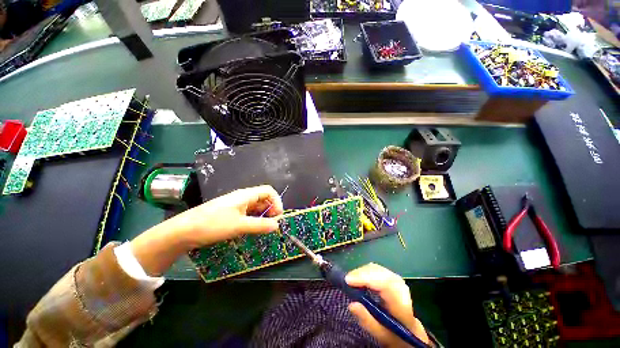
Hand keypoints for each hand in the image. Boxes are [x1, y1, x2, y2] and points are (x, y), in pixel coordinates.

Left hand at [130, 185, 282, 275]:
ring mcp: (236, 206)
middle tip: (272, 225)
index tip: (278, 216)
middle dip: (271, 210)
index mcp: (246, 195)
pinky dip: (254, 220)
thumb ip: (260, 225)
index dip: (277, 201)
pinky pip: (248, 214)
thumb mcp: (239, 225)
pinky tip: (253, 230)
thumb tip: (277, 225)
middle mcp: (243, 198)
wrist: (183, 231)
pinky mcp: (230, 214)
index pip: (268, 191)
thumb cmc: (212, 224)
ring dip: (263, 217)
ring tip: (264, 229)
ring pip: (256, 208)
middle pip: (263, 199)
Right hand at [346, 263, 429, 347]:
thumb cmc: (394, 334)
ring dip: (363, 271)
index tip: (348, 280)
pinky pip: (378, 269)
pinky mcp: (392, 278)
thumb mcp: (381, 334)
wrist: (409, 330)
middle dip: (362, 273)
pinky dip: (366, 271)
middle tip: (347, 280)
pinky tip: (359, 277)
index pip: (385, 285)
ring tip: (351, 279)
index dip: (366, 278)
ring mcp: (398, 281)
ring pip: (379, 269)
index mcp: (401, 305)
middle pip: (381, 273)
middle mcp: (401, 289)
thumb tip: (351, 304)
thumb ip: (367, 321)